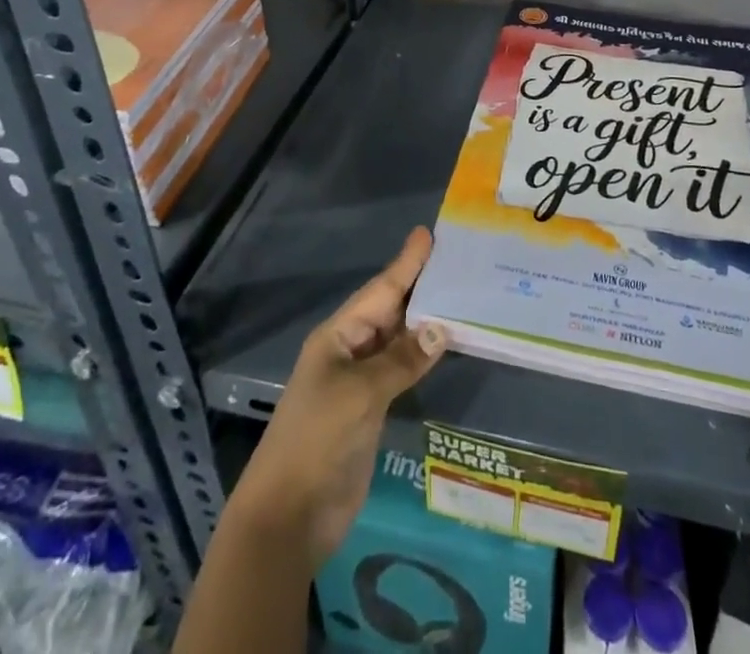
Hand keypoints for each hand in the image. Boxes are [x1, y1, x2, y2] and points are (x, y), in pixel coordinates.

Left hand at [231, 228, 446, 568]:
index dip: (405, 263)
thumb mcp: (360, 394)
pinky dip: (422, 357)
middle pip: (390, 310)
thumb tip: (440, 330)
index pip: (380, 290)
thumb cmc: (318, 439)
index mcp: (338, 336)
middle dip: (419, 285)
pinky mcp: (371, 411)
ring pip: (398, 340)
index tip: (428, 234)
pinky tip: (444, 346)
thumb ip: (400, 360)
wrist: (289, 515)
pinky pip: (401, 371)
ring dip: (425, 321)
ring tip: (460, 296)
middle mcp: (349, 351)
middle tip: (455, 260)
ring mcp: (360, 382)